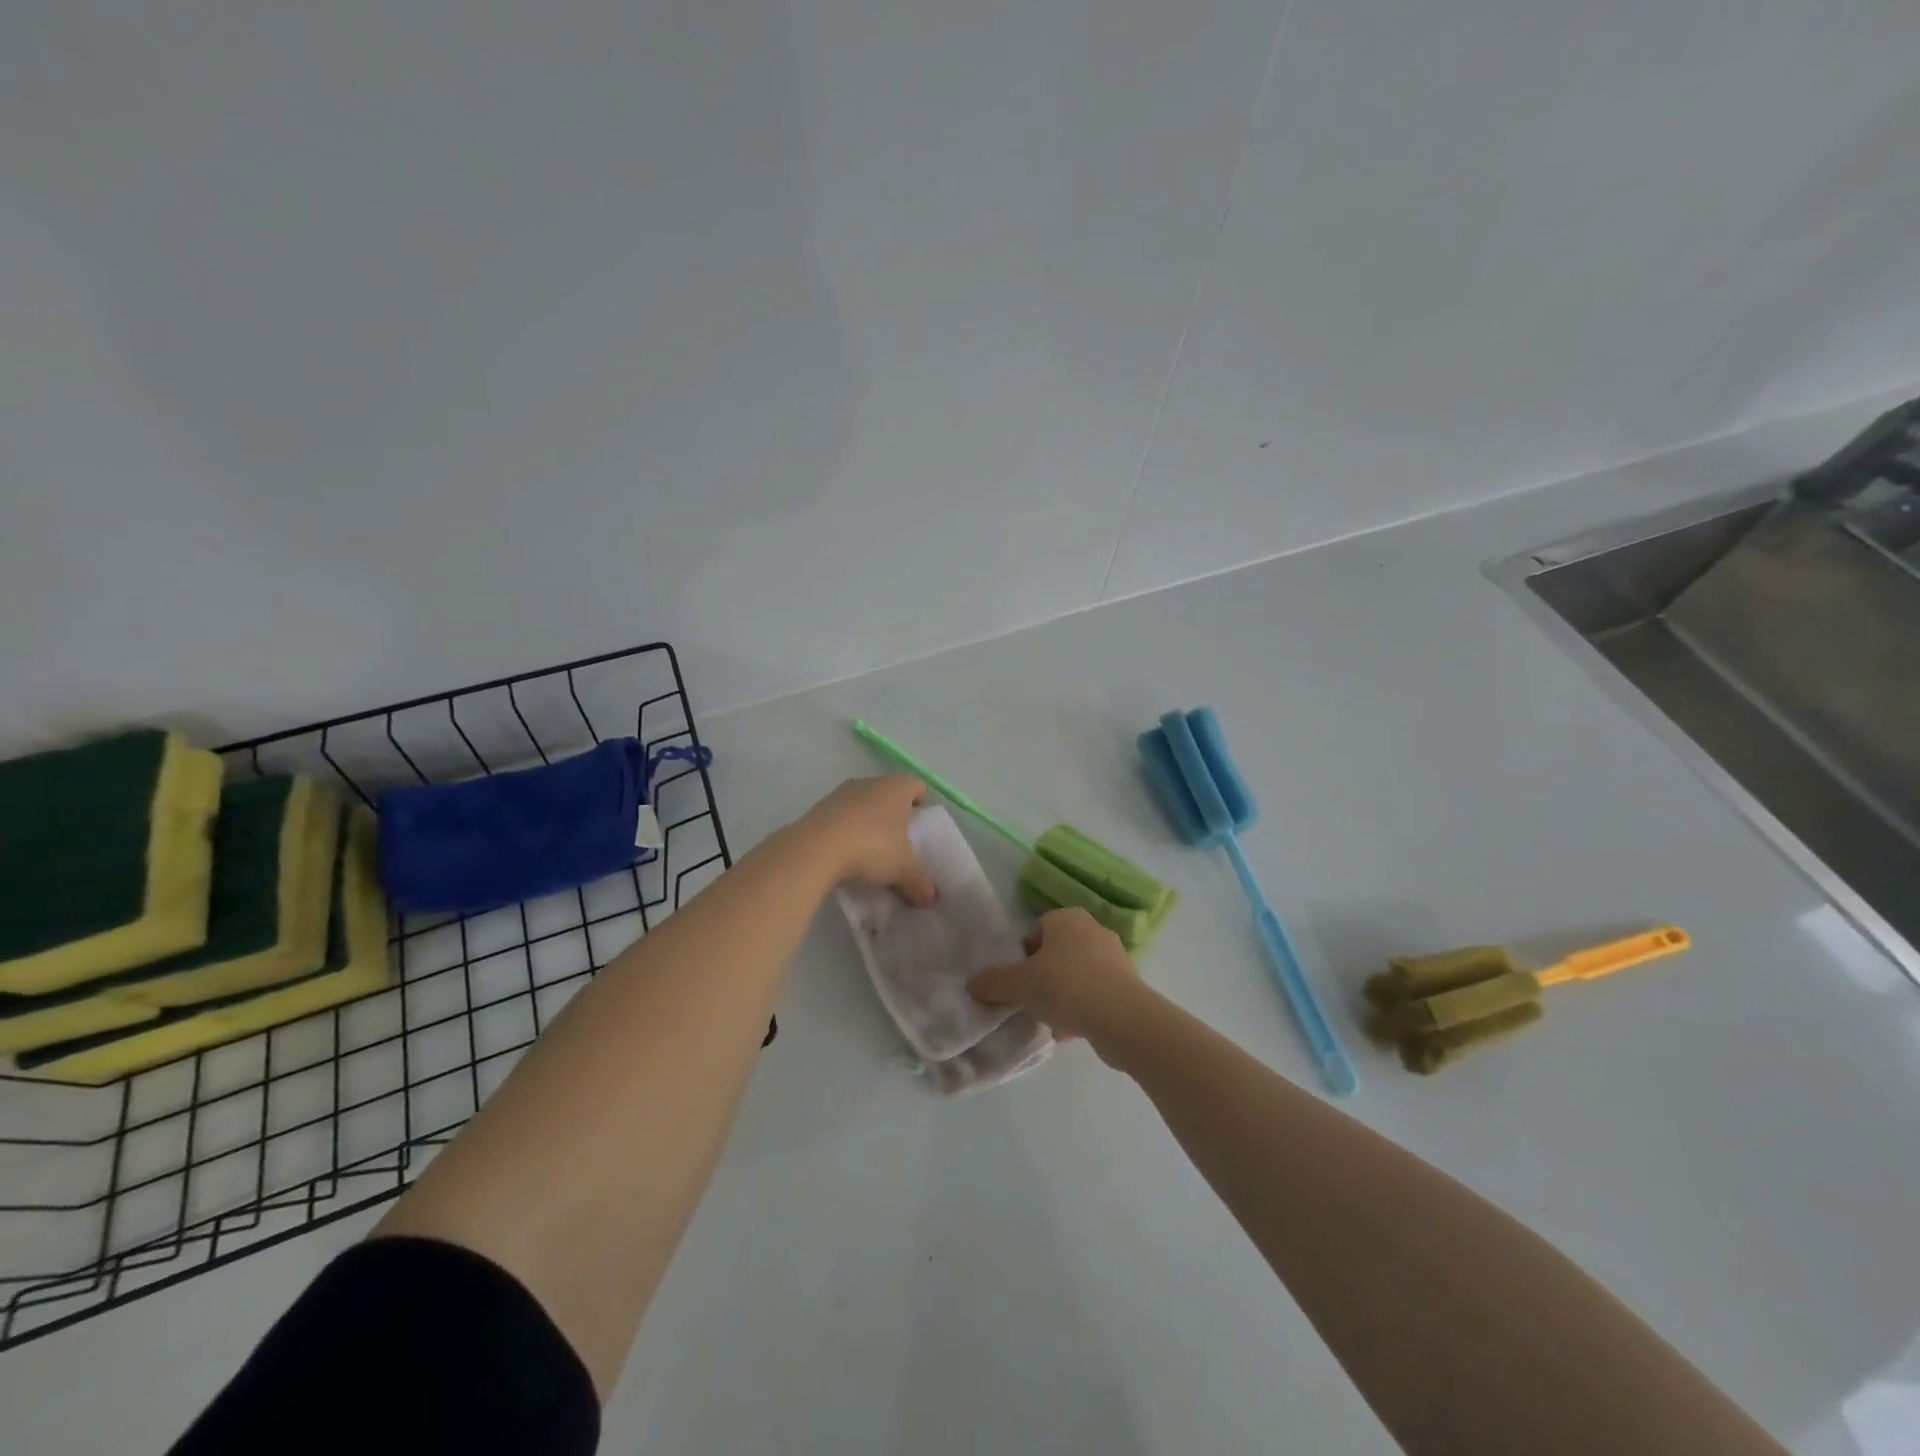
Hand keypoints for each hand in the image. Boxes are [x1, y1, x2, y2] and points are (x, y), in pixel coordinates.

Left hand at [795, 775, 935, 905]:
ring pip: (862, 804)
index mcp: (897, 787)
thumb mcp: (903, 869)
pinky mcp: (818, 808)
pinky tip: (845, 854)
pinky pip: (840, 817)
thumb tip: (930, 898)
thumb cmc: (872, 847)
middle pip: (888, 794)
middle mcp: (870, 782)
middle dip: (894, 815)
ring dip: (867, 822)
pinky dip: (845, 831)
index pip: (917, 786)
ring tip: (870, 851)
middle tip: (899, 842)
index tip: (921, 825)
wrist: (815, 849)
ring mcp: (840, 793)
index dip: (922, 803)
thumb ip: (919, 882)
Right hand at [969, 907, 1150, 1056]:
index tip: (1017, 980)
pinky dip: (1082, 1008)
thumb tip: (974, 983)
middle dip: (1042, 976)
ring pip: (1076, 974)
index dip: (1022, 955)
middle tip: (1030, 999)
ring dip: (1062, 995)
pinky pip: (1095, 992)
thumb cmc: (1066, 986)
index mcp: (1066, 918)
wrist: (1122, 1018)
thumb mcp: (1019, 984)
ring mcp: (1114, 956)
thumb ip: (993, 982)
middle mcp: (1092, 929)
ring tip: (1049, 1020)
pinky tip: (1070, 1031)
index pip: (1036, 930)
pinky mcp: (1128, 983)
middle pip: (1056, 952)